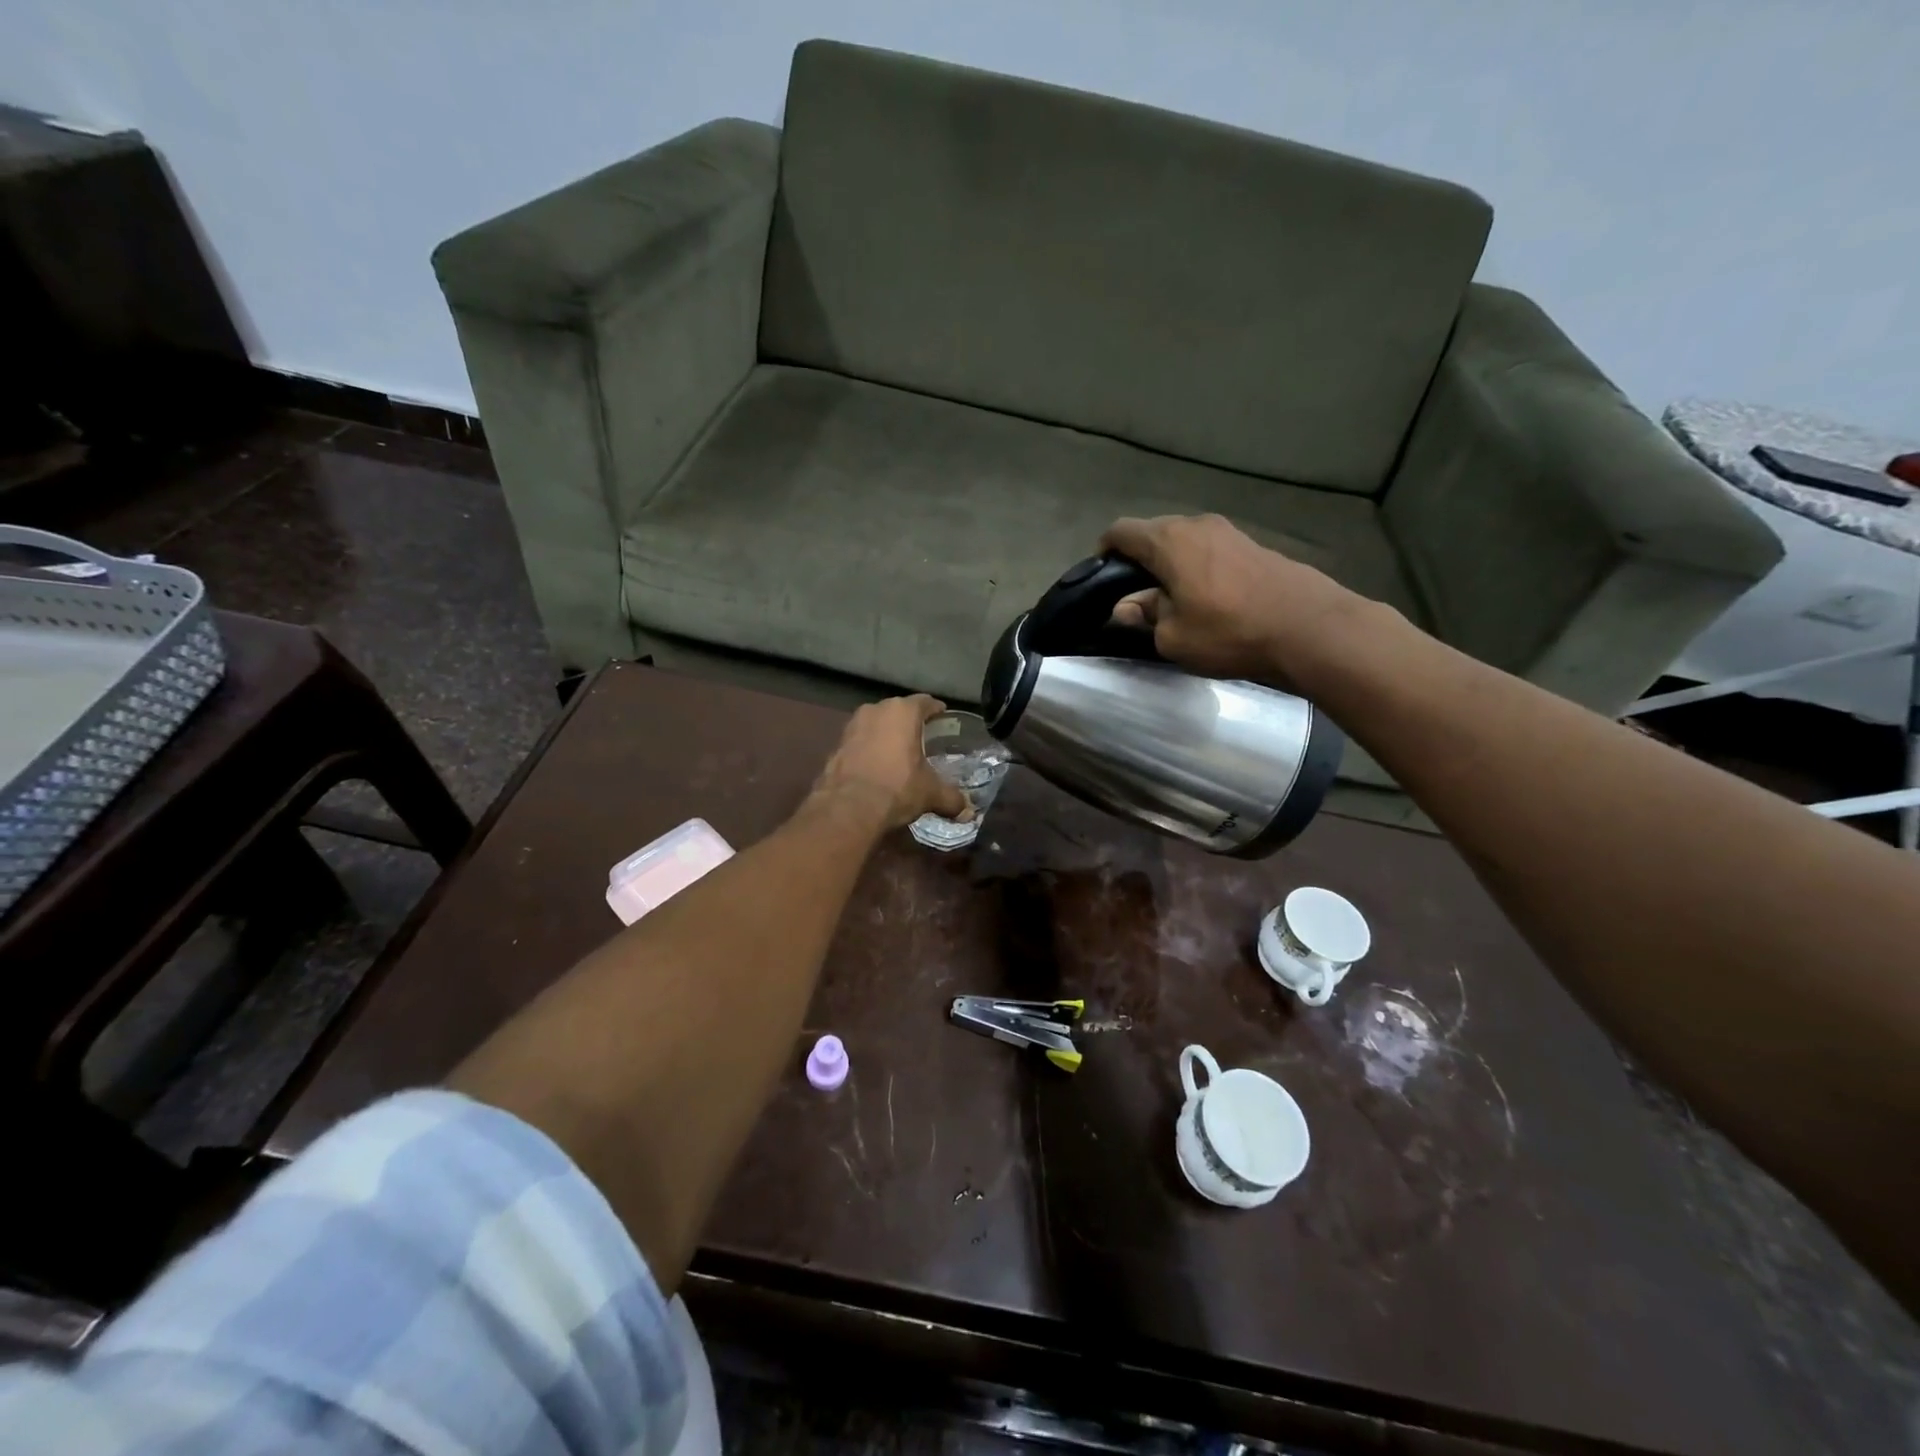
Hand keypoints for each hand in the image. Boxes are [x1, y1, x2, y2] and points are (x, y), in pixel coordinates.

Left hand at [811, 695, 971, 828]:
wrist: (848, 808)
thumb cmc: (897, 788)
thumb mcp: (931, 793)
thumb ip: (952, 798)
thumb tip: (967, 811)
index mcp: (903, 711)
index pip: (925, 702)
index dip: (936, 711)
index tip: (943, 719)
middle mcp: (876, 710)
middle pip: (899, 711)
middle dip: (910, 723)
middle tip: (923, 738)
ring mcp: (852, 725)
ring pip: (877, 724)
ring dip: (887, 735)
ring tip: (899, 753)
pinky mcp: (836, 744)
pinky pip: (860, 741)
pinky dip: (869, 749)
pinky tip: (877, 766)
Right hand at [1099, 514, 1367, 682]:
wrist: (1309, 629)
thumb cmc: (1229, 632)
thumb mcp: (1173, 636)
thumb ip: (1145, 615)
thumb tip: (1127, 607)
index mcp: (1168, 540)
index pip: (1121, 531)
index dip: (1105, 551)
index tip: (1102, 577)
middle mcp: (1196, 525)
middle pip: (1154, 533)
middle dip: (1139, 559)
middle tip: (1135, 595)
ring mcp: (1230, 532)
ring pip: (1185, 541)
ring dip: (1171, 564)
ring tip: (1171, 598)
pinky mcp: (1254, 545)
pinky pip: (1210, 551)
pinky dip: (1198, 567)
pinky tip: (1206, 596)